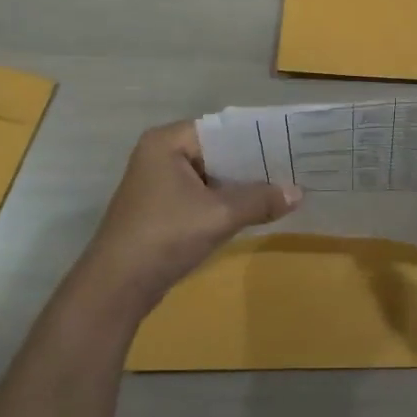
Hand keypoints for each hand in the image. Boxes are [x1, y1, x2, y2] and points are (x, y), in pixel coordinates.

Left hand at [73, 122, 300, 310]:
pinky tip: (256, 210)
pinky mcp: (162, 210)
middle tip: (294, 168)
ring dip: (241, 186)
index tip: (290, 145)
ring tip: (283, 188)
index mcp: (167, 142)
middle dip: (253, 164)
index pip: (222, 129)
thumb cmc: (165, 236)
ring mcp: (159, 184)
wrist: (117, 287)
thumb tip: (299, 193)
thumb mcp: (219, 215)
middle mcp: (160, 155)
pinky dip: (226, 202)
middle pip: (217, 152)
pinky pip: (202, 196)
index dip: (257, 138)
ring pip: (211, 177)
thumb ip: (260, 200)